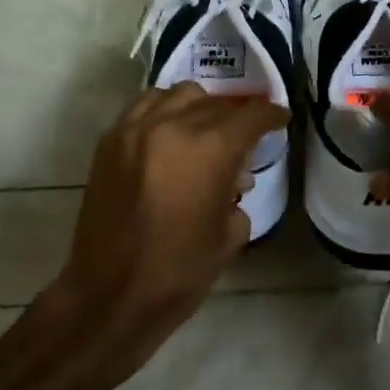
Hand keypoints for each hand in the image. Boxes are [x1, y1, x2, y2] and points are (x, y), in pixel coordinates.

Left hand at [44, 83, 286, 383]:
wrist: (110, 295)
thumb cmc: (179, 271)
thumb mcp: (228, 234)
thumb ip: (237, 195)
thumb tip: (234, 178)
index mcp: (211, 148)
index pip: (250, 115)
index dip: (270, 115)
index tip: (279, 119)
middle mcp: (174, 125)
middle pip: (215, 103)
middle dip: (234, 117)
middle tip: (241, 138)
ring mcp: (136, 129)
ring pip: (178, 95)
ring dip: (198, 107)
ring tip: (202, 130)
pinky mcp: (110, 141)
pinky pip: (143, 107)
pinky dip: (163, 111)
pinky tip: (168, 135)